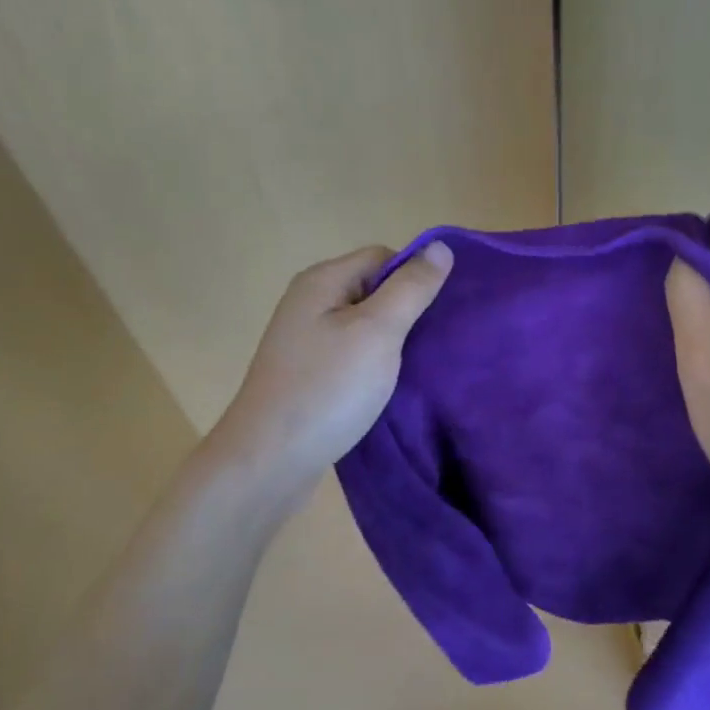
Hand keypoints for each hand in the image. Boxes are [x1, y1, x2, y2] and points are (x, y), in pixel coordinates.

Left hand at [208, 241, 453, 504]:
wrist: (268, 463)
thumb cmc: (327, 389)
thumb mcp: (378, 331)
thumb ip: (411, 288)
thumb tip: (440, 246)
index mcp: (322, 281)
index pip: (383, 257)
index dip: (413, 277)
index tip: (434, 315)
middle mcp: (309, 303)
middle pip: (373, 289)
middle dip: (406, 311)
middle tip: (432, 342)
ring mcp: (305, 341)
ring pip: (364, 325)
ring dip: (392, 342)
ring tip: (415, 367)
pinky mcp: (308, 374)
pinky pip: (352, 354)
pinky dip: (374, 365)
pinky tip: (389, 387)